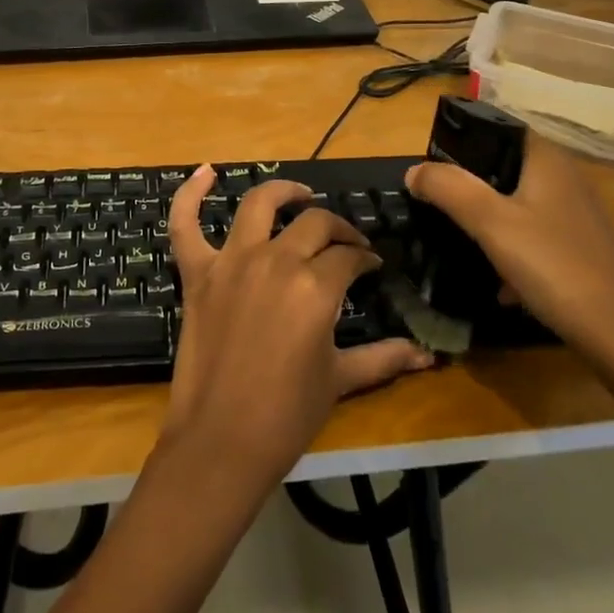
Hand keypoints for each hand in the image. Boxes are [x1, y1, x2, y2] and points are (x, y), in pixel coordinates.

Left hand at [162, 166, 432, 487]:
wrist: (222, 441)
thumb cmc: (287, 414)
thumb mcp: (340, 381)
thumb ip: (383, 358)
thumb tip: (428, 355)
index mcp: (315, 286)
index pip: (348, 255)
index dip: (364, 259)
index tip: (371, 267)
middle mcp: (275, 259)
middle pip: (314, 223)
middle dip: (338, 228)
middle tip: (346, 244)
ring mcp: (231, 261)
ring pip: (259, 205)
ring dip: (283, 192)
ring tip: (300, 196)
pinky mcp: (197, 272)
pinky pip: (185, 223)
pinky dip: (191, 193)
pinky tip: (205, 171)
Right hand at [405, 134, 613, 364]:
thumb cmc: (553, 265)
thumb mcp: (490, 222)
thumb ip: (448, 188)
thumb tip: (414, 170)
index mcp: (547, 159)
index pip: (497, 127)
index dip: (461, 140)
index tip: (431, 164)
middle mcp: (564, 177)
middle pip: (502, 166)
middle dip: (467, 183)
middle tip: (435, 201)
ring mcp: (574, 213)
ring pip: (515, 202)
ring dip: (485, 217)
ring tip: (456, 236)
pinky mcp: (577, 246)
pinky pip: (530, 233)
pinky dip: (508, 246)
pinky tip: (496, 278)